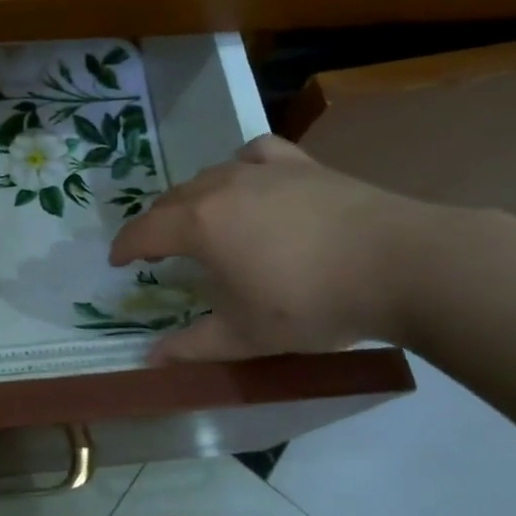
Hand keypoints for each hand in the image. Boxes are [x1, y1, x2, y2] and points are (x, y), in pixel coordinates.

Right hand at [109, 135, 444, 361]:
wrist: (399, 264)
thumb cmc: (312, 303)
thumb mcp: (248, 335)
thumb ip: (194, 347)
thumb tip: (150, 360)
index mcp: (199, 225)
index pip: (144, 231)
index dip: (124, 246)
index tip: (116, 261)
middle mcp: (220, 187)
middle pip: (171, 200)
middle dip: (156, 224)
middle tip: (157, 250)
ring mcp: (261, 170)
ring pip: (208, 175)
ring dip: (192, 198)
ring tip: (200, 220)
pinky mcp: (299, 164)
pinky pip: (254, 154)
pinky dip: (240, 165)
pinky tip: (249, 178)